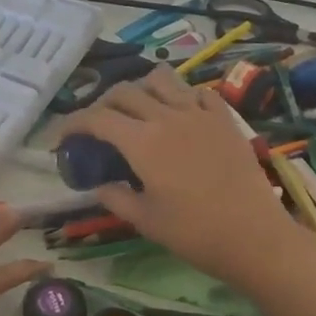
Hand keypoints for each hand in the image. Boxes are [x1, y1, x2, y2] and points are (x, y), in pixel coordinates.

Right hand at [56, 65, 304, 289]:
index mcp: (142, 142)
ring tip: (138, 110)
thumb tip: (100, 185)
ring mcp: (199, 114)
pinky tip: (179, 114)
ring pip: (161, 79)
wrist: (254, 236)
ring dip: (141, 88)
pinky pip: (197, 92)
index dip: (73, 124)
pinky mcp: (224, 119)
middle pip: (124, 91)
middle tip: (98, 127)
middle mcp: (167, 117)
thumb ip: (116, 198)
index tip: (62, 138)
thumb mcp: (145, 221)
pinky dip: (181, 96)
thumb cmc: (194, 234)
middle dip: (102, 104)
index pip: (96, 118)